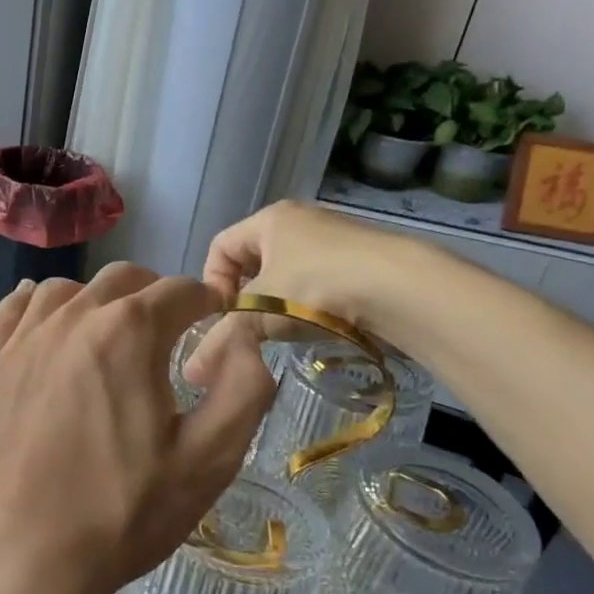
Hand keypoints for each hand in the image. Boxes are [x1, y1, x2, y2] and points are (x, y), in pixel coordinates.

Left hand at [0, 262, 275, 593]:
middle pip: (123, 279)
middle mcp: (71, 318)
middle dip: (155, 295)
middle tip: (168, 331)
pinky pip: (12, 310)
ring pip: (66, 290)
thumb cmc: (119, 514)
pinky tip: (45, 323)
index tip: (213, 322)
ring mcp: (20, 339)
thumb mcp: (208, 460)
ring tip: (109, 334)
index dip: (206, 302)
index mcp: (129, 332)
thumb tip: (242, 336)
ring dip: (97, 300)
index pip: (180, 290)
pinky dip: (38, 306)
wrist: (15, 560)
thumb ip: (244, 387)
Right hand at [203, 200, 421, 337]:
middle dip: (246, 297)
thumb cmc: (316, 287)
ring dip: (279, 304)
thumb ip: (223, 339)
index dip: (212, 282)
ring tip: (286, 332)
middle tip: (250, 328)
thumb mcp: (261, 313)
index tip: (222, 316)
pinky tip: (320, 327)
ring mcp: (335, 239)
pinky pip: (320, 282)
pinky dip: (310, 306)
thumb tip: (191, 374)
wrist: (402, 288)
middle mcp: (301, 220)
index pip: (220, 245)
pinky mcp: (363, 261)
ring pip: (288, 273)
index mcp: (269, 219)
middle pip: (254, 260)